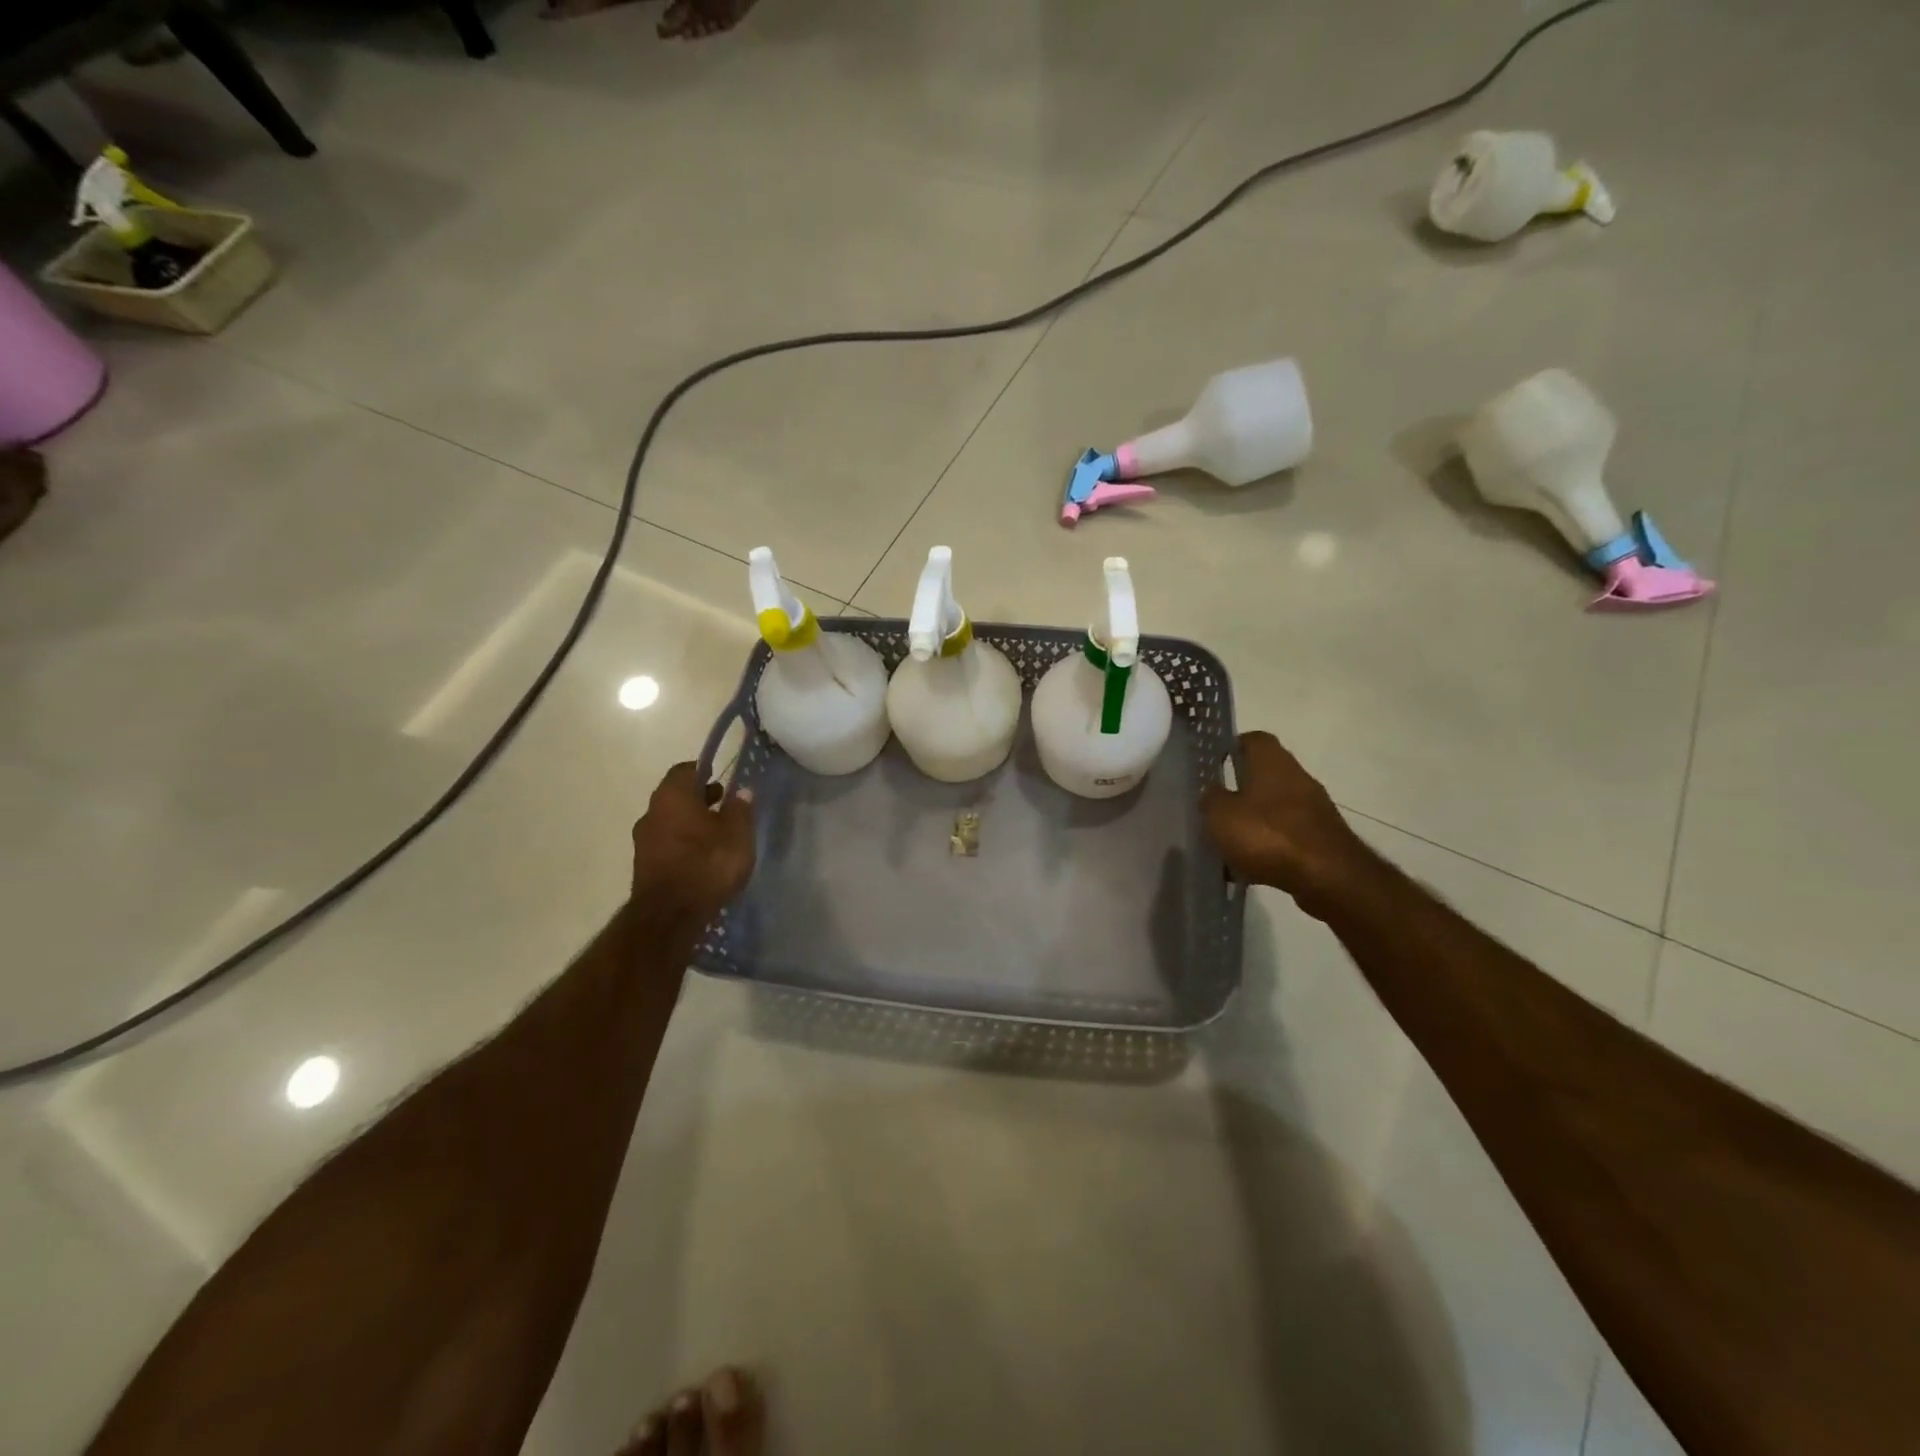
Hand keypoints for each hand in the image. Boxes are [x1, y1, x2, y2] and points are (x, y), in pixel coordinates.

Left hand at [630, 763, 755, 924]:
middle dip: (699, 798)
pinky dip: (683, 843)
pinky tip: (702, 857)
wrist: (670, 916)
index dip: (704, 770)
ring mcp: (643, 841)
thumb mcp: (737, 834)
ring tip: (717, 834)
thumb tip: (741, 791)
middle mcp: (652, 812)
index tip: (722, 778)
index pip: (685, 770)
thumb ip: (740, 809)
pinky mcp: (644, 866)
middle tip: (724, 805)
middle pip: (675, 796)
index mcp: (672, 796)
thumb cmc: (707, 864)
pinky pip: (667, 844)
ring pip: (670, 821)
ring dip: (691, 822)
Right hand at [1202, 732, 1373, 918]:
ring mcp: (1313, 809)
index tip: (1214, 764)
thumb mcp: (1220, 814)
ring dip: (1252, 821)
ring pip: (1273, 807)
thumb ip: (1210, 799)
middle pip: (1264, 775)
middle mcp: (1297, 777)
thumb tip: (1212, 792)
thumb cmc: (1268, 835)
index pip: (1253, 739)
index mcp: (1272, 762)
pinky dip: (1268, 846)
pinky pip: (1286, 835)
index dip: (1232, 747)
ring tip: (1227, 843)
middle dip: (1239, 790)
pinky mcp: (1321, 838)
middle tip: (1214, 807)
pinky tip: (1249, 867)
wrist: (1328, 878)